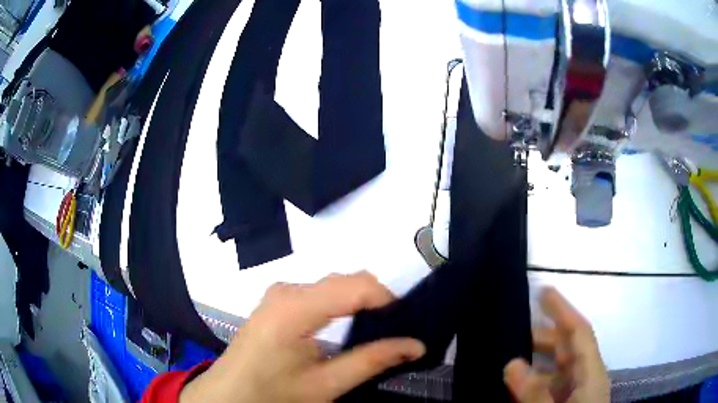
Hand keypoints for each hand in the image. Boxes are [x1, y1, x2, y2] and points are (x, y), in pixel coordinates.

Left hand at [180, 272, 424, 401]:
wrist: (228, 396)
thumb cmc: (272, 393)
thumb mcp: (325, 385)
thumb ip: (372, 361)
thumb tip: (415, 345)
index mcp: (295, 308)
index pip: (356, 286)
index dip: (388, 300)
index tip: (405, 324)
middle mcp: (287, 290)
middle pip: (345, 281)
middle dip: (375, 301)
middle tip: (394, 331)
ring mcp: (279, 293)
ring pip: (333, 285)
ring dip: (358, 302)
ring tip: (374, 331)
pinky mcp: (276, 301)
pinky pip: (318, 292)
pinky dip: (340, 304)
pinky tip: (345, 327)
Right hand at [503, 288, 609, 402]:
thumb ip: (534, 393)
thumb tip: (512, 363)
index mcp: (591, 373)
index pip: (579, 332)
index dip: (563, 310)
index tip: (543, 292)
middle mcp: (585, 377)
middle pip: (567, 347)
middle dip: (543, 335)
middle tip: (513, 330)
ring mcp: (576, 392)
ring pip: (556, 368)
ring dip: (534, 361)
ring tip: (508, 357)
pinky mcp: (566, 402)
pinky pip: (549, 386)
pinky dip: (533, 382)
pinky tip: (515, 386)